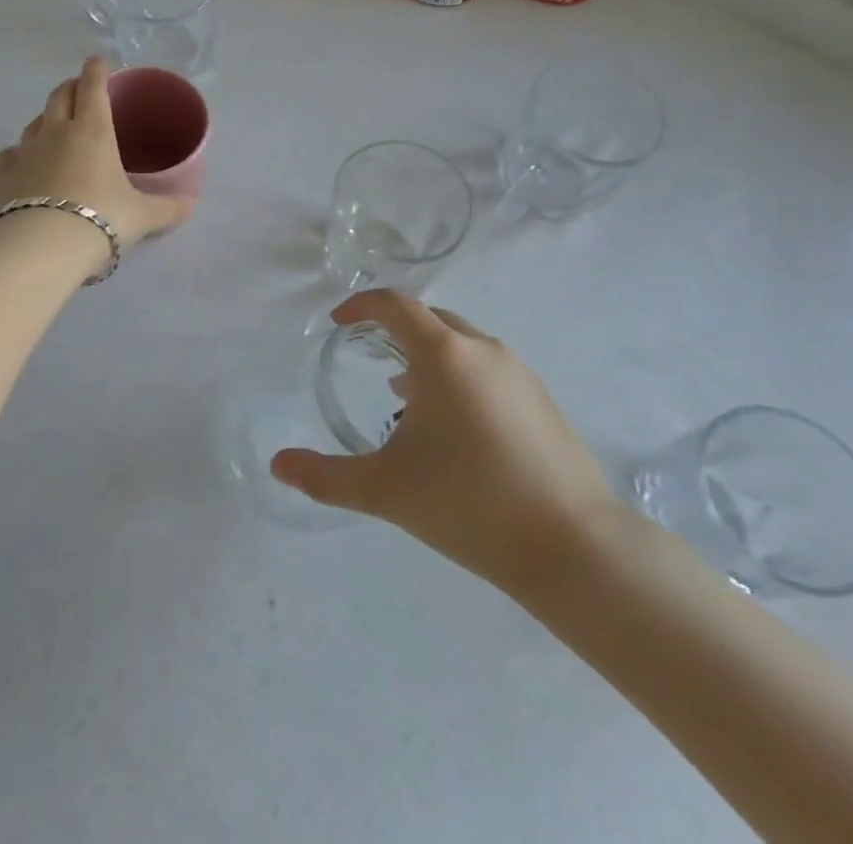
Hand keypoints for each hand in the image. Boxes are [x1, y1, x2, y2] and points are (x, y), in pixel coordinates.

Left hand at [0, 57, 195, 244]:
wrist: (45, 246)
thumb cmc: (102, 219)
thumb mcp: (143, 216)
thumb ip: (169, 207)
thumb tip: (191, 204)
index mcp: (93, 131)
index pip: (93, 88)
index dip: (97, 70)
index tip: (99, 61)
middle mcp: (56, 132)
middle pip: (60, 96)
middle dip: (70, 87)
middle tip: (80, 90)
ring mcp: (25, 152)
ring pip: (34, 123)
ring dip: (46, 118)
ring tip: (55, 126)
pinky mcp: (3, 176)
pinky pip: (10, 154)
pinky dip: (18, 153)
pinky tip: (22, 162)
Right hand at [271, 290, 619, 599]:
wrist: (575, 548)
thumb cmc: (469, 504)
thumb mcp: (385, 490)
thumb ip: (325, 476)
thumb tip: (277, 465)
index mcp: (444, 355)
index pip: (395, 305)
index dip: (361, 306)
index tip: (339, 323)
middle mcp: (483, 350)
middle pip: (429, 319)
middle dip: (393, 329)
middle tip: (368, 355)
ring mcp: (518, 373)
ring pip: (461, 344)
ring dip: (427, 355)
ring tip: (404, 394)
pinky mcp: (542, 400)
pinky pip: (487, 368)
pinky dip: (458, 376)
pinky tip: (454, 425)